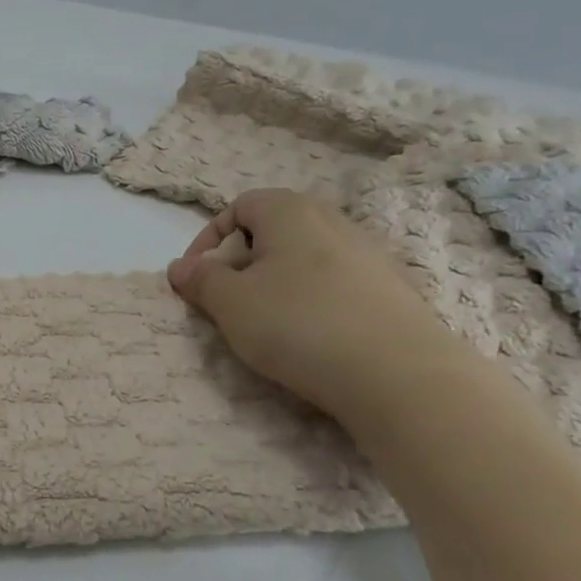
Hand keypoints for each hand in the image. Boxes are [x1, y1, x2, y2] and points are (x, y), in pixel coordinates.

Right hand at [166, 188, 462, 416]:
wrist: (398, 374)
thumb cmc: (298, 324)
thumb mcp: (230, 303)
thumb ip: (200, 280)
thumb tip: (181, 267)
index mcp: (290, 211)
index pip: (239, 206)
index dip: (208, 239)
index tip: (195, 278)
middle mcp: (333, 220)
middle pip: (273, 230)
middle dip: (241, 262)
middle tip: (227, 301)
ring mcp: (369, 254)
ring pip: (305, 258)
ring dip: (276, 284)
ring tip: (266, 323)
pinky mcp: (391, 290)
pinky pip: (335, 284)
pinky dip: (311, 301)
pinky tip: (310, 336)